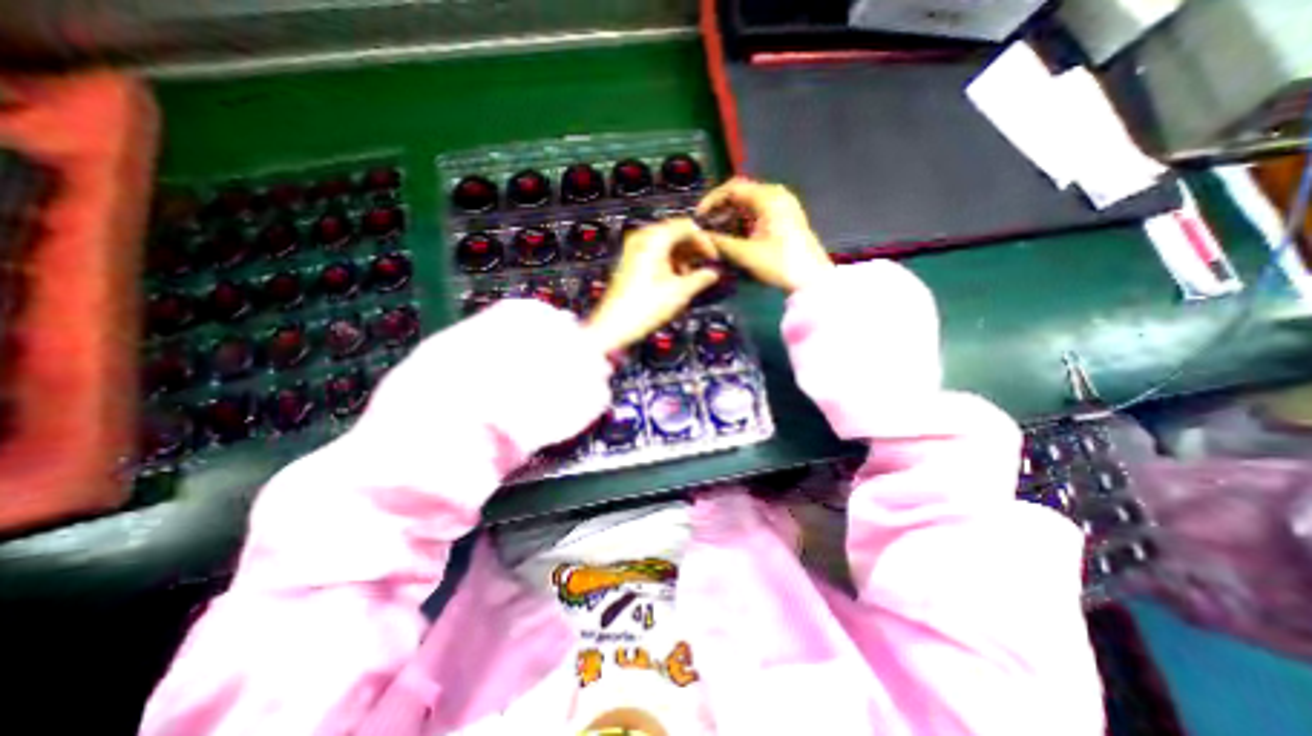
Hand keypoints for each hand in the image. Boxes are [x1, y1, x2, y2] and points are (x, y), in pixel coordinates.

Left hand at [591, 217, 721, 354]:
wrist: (615, 325)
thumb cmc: (644, 307)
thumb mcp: (680, 292)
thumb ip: (701, 278)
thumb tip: (712, 273)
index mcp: (654, 239)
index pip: (686, 226)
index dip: (704, 240)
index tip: (713, 257)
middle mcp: (642, 239)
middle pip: (674, 232)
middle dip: (692, 248)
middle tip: (705, 264)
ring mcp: (633, 250)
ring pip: (665, 244)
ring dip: (681, 256)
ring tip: (690, 276)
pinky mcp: (629, 262)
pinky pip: (654, 253)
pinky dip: (668, 262)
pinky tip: (674, 279)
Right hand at [697, 179, 829, 291]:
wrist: (812, 280)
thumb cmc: (779, 264)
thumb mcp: (745, 254)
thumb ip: (719, 242)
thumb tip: (699, 236)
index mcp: (768, 197)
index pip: (732, 188)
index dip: (711, 201)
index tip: (698, 217)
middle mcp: (776, 195)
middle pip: (741, 194)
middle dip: (720, 209)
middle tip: (705, 226)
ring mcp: (783, 206)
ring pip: (749, 204)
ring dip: (730, 216)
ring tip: (716, 234)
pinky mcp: (786, 219)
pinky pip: (758, 213)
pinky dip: (743, 222)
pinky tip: (734, 237)